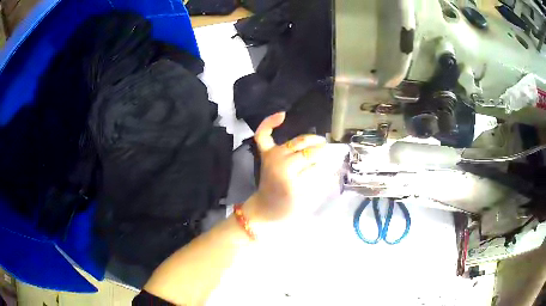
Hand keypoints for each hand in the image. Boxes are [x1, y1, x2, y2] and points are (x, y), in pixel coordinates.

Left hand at [245, 112, 347, 224]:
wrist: (265, 209)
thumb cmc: (287, 209)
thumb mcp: (308, 200)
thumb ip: (320, 181)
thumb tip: (332, 166)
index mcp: (290, 176)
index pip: (315, 162)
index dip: (327, 162)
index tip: (335, 163)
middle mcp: (279, 162)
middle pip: (307, 150)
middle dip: (322, 150)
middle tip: (331, 154)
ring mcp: (271, 155)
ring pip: (296, 142)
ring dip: (311, 140)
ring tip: (320, 142)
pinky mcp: (265, 154)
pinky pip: (263, 134)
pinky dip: (270, 123)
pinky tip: (282, 115)